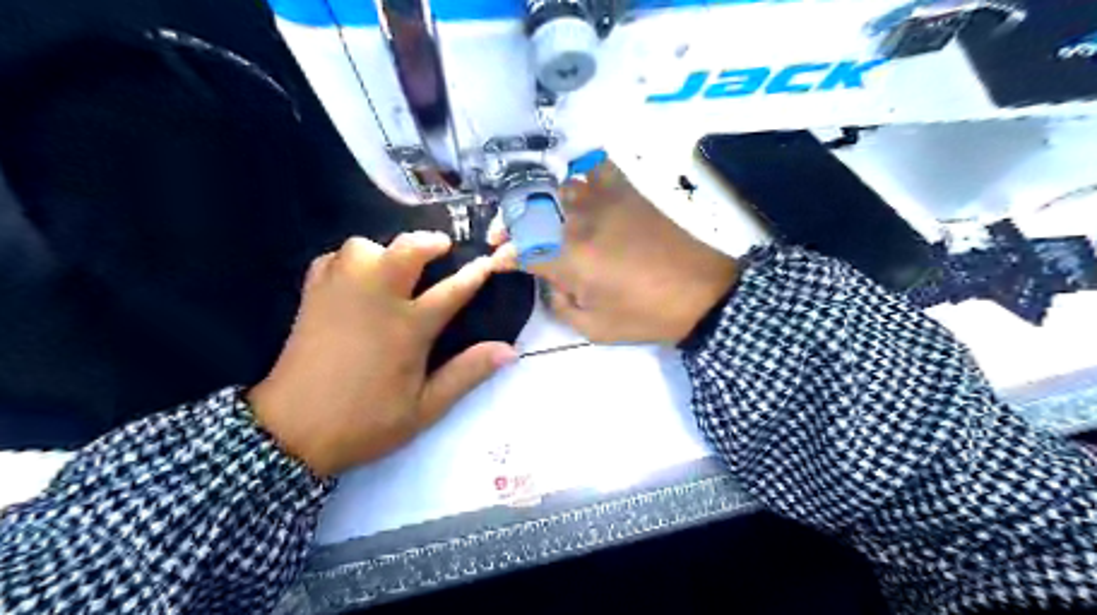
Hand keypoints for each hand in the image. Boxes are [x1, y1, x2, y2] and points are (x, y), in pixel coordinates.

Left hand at [248, 230, 519, 474]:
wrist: (291, 433)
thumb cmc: (366, 422)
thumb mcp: (425, 408)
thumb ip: (467, 374)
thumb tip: (510, 350)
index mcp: (408, 328)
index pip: (452, 290)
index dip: (476, 273)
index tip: (492, 260)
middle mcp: (375, 300)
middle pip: (405, 250)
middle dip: (428, 242)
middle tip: (441, 249)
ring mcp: (340, 294)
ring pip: (362, 246)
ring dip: (384, 249)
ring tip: (394, 267)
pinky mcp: (312, 298)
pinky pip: (333, 260)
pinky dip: (349, 260)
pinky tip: (357, 277)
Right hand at [490, 158, 734, 344]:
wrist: (701, 293)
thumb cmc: (646, 315)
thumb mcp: (594, 328)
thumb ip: (559, 305)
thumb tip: (551, 283)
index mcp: (568, 258)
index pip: (519, 250)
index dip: (502, 257)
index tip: (495, 264)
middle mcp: (578, 221)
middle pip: (527, 209)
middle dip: (506, 223)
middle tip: (502, 237)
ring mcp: (603, 200)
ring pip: (554, 186)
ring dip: (533, 200)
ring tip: (532, 215)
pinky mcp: (627, 192)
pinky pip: (595, 167)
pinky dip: (579, 171)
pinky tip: (575, 186)